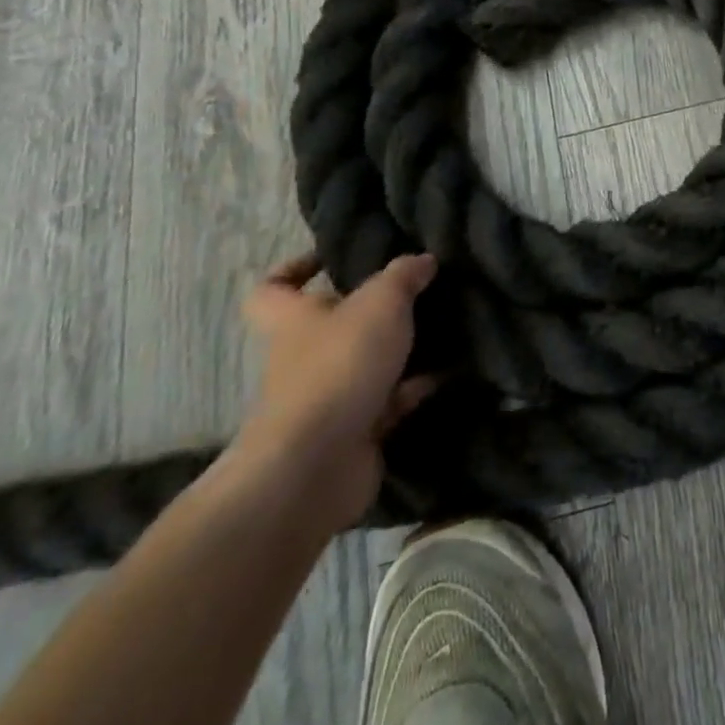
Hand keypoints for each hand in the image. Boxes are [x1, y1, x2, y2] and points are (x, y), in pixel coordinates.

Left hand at [236, 252, 437, 528]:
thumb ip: (403, 276)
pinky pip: (391, 400)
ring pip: (367, 362)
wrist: (317, 465)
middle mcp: (305, 357)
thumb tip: (423, 260)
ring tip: (446, 324)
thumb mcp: (381, 303)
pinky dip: (417, 386)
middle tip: (417, 290)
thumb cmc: (339, 366)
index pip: (273, 290)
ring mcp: (328, 398)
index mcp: (294, 321)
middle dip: (372, 311)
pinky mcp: (356, 431)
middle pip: (332, 326)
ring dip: (402, 349)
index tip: (332, 258)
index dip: (295, 270)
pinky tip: (451, 369)